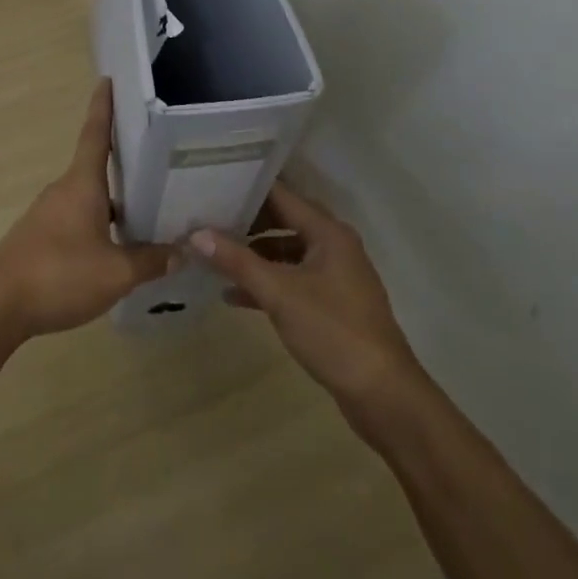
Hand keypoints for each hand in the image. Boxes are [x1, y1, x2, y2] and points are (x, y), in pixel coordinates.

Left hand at [0, 79, 171, 338]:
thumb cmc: (59, 275)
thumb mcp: (116, 273)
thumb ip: (151, 261)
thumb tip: (182, 251)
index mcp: (82, 184)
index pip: (96, 134)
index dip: (103, 106)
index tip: (108, 80)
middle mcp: (63, 191)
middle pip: (97, 169)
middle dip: (125, 166)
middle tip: (159, 165)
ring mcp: (47, 215)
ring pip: (88, 199)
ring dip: (114, 203)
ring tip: (148, 214)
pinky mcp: (39, 239)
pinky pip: (76, 221)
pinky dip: (98, 226)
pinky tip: (116, 250)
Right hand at [192, 183, 419, 410]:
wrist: (382, 394)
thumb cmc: (333, 331)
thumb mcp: (279, 293)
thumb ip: (237, 261)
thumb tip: (196, 234)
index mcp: (328, 233)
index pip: (282, 195)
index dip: (247, 189)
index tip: (212, 185)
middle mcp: (334, 246)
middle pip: (283, 221)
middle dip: (247, 223)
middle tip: (206, 219)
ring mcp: (334, 276)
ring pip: (286, 253)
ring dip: (254, 255)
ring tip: (214, 256)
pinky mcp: (331, 304)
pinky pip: (292, 281)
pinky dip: (266, 283)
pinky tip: (234, 295)